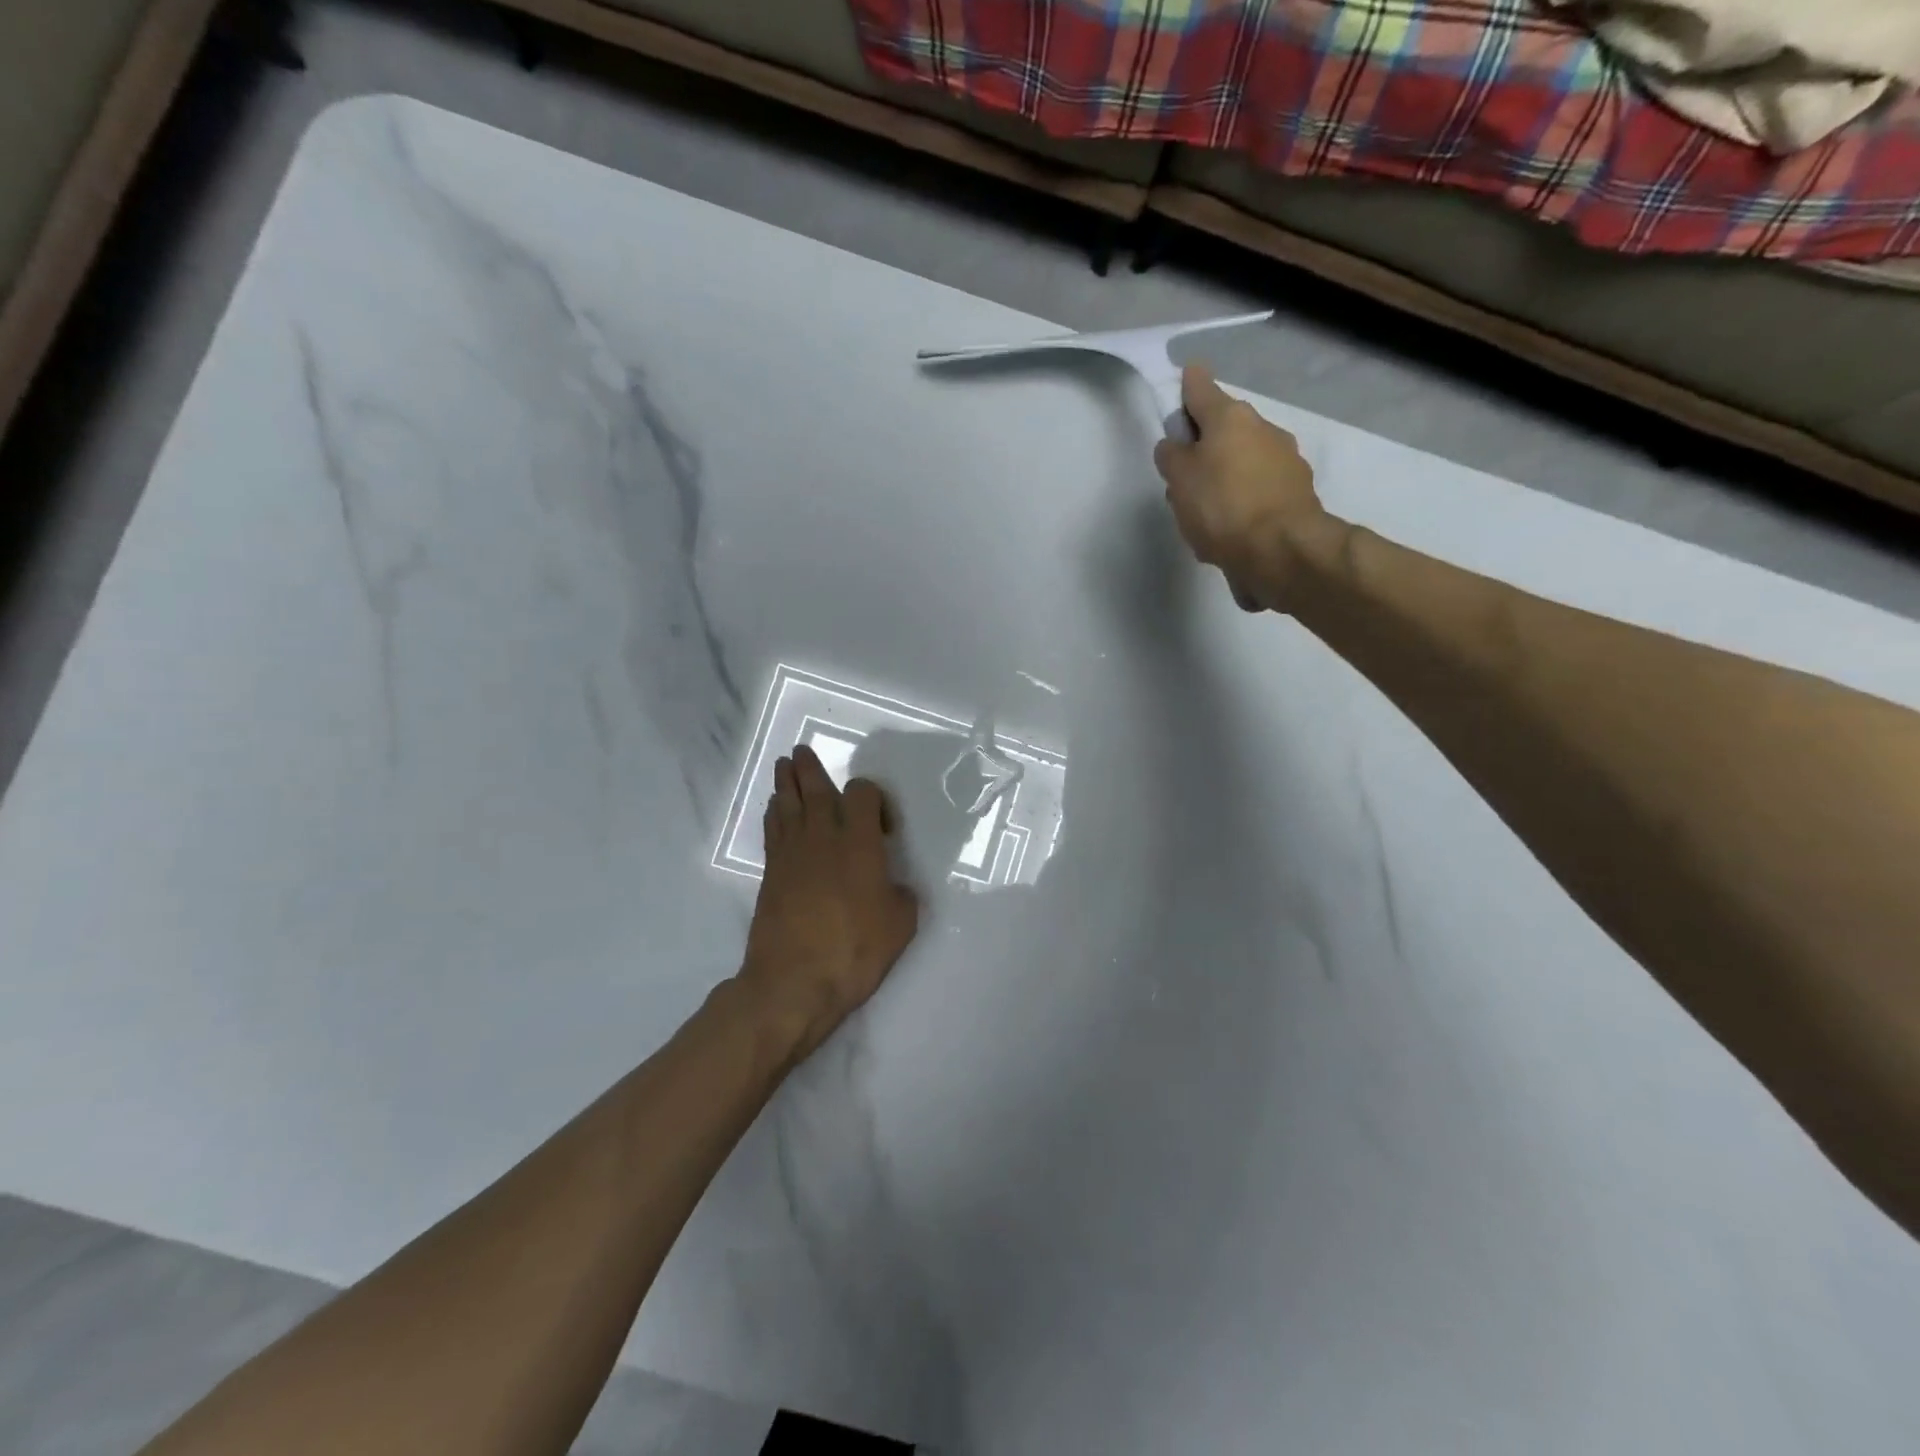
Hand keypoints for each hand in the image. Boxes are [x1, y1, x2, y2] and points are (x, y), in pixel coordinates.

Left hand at [737, 744, 919, 1062]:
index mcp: (860, 842)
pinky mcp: (771, 873)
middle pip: (815, 788)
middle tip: (802, 751)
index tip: (884, 826)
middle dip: (810, 768)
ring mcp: (792, 853)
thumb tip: (893, 888)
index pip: (862, 794)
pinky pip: (772, 830)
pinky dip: (774, 813)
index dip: (874, 797)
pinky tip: (775, 809)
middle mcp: (824, 836)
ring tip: (785, 766)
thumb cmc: (854, 950)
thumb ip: (901, 896)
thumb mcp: (900, 925)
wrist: (794, 981)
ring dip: (787, 783)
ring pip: (788, 804)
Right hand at [1154, 364, 1329, 611]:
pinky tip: (1231, 529)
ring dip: (1225, 476)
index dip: (1186, 385)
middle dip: (1204, 445)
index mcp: (1230, 417)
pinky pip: (1259, 489)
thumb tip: (1175, 445)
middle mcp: (1263, 428)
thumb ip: (1171, 456)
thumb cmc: (1222, 507)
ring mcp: (1286, 459)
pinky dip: (1244, 500)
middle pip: (1224, 428)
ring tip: (1206, 514)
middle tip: (1182, 478)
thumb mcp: (1179, 481)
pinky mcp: (1297, 491)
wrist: (1282, 549)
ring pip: (1243, 460)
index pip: (1201, 387)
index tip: (1181, 383)